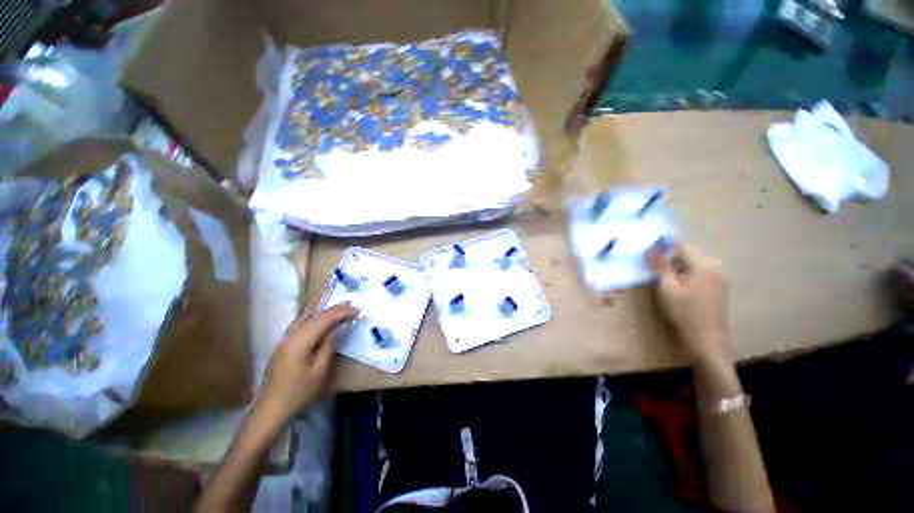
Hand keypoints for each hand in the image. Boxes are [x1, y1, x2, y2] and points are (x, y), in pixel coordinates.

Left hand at [256, 303, 359, 424]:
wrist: (271, 409)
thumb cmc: (298, 393)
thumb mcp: (319, 371)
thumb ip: (329, 346)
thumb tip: (337, 329)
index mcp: (300, 342)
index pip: (324, 319)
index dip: (342, 312)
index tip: (358, 311)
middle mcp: (291, 335)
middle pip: (315, 315)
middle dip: (335, 309)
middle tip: (353, 306)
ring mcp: (284, 338)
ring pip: (306, 316)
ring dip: (325, 311)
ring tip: (341, 309)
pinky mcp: (283, 343)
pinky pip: (301, 322)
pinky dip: (315, 317)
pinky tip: (321, 319)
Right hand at [648, 242, 729, 366]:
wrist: (706, 341)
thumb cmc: (684, 313)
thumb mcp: (667, 288)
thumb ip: (661, 266)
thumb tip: (653, 249)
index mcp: (704, 265)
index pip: (682, 246)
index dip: (663, 245)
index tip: (647, 249)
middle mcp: (715, 267)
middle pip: (690, 252)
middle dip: (670, 254)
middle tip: (651, 261)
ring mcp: (719, 278)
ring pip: (695, 262)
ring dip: (677, 264)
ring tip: (660, 272)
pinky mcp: (718, 288)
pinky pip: (700, 272)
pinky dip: (686, 272)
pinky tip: (676, 282)